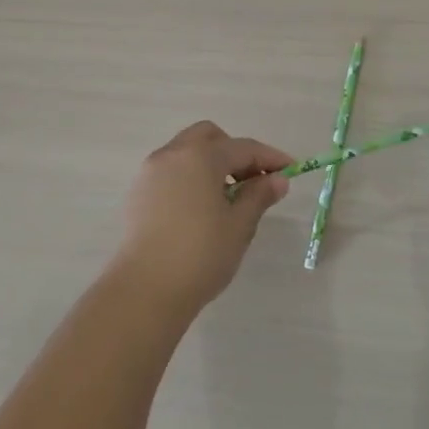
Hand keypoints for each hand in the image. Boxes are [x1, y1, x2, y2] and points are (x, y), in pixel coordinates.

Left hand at [114, 122, 291, 315]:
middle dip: (234, 152)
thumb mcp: (239, 225)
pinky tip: (200, 208)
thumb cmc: (201, 254)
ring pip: (186, 153)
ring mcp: (150, 173)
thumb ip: (259, 196)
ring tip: (227, 198)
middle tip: (253, 180)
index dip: (270, 158)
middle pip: (209, 138)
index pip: (243, 148)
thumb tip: (277, 180)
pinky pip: (171, 172)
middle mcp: (173, 155)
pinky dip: (190, 178)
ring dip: (210, 164)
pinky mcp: (138, 194)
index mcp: (201, 156)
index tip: (291, 170)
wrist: (145, 290)